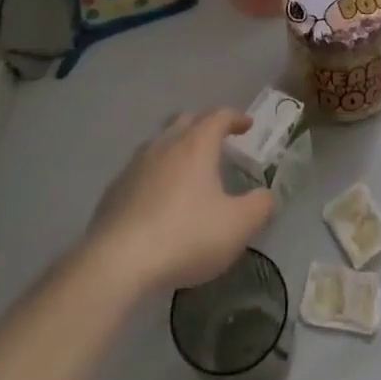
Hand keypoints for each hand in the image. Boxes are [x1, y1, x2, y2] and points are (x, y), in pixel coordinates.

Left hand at [83, 109, 274, 291]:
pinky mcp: (113, 191)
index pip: (218, 116)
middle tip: (218, 140)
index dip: (235, 117)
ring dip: (176, 147)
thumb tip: (266, 197)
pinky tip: (158, 198)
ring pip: (159, 143)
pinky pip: (140, 170)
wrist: (116, 263)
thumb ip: (260, 207)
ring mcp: (134, 166)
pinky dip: (155, 174)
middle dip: (204, 125)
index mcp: (196, 145)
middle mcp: (164, 146)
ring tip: (187, 167)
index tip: (247, 125)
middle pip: (185, 120)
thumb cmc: (185, 236)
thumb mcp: (237, 226)